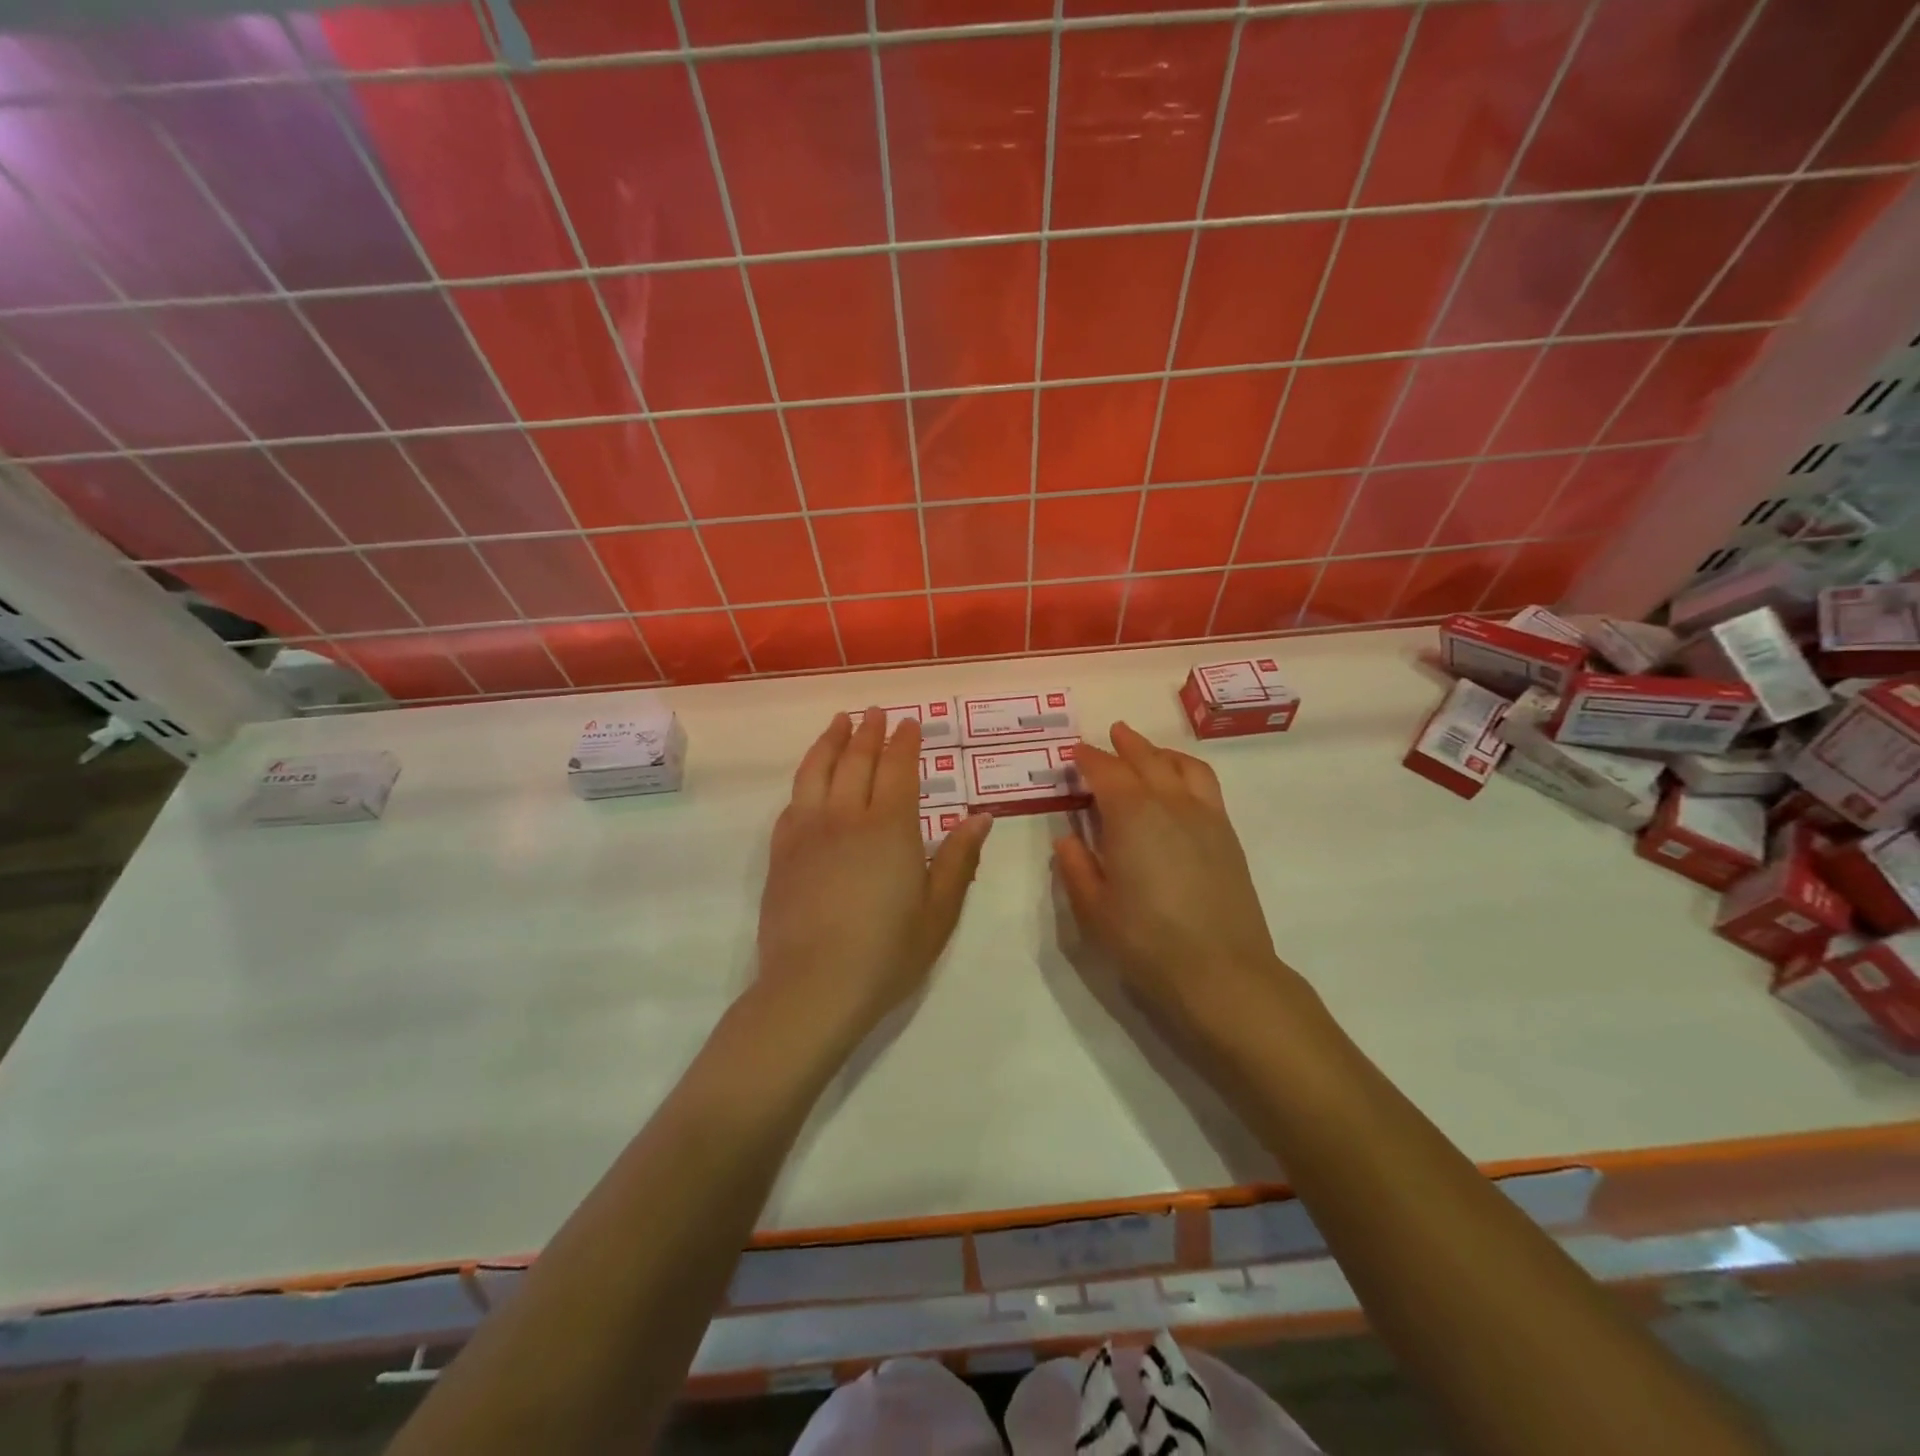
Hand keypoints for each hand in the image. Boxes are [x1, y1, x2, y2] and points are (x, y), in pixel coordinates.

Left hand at [757, 710, 990, 1039]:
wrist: (813, 987)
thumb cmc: (887, 953)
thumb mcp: (939, 911)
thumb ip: (958, 859)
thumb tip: (981, 817)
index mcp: (891, 828)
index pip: (899, 769)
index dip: (906, 742)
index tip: (910, 722)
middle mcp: (846, 817)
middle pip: (857, 760)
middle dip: (870, 732)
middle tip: (877, 712)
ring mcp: (808, 832)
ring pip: (817, 771)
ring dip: (831, 741)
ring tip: (840, 723)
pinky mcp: (781, 853)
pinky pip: (793, 803)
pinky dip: (805, 780)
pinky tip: (810, 780)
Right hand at [1053, 722, 1309, 1042]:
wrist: (1222, 972)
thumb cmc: (1146, 941)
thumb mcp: (1093, 909)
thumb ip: (1075, 867)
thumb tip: (1066, 838)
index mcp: (1131, 815)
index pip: (1106, 771)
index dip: (1088, 759)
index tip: (1075, 753)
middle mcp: (1170, 803)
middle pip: (1146, 760)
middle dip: (1125, 745)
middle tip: (1112, 735)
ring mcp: (1205, 817)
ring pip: (1182, 766)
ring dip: (1160, 752)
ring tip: (1148, 752)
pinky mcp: (1227, 836)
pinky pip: (1206, 785)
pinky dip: (1187, 771)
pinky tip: (1180, 786)